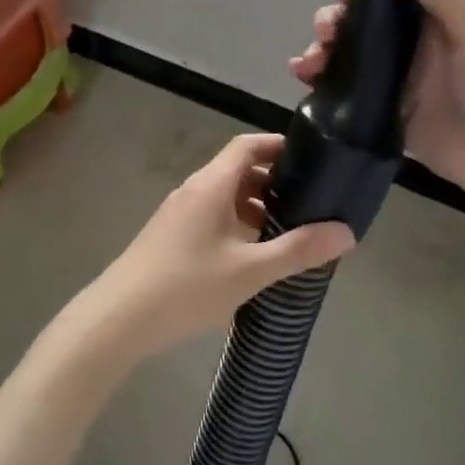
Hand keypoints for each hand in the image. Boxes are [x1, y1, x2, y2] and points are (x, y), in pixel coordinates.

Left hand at [75, 134, 354, 359]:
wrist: (118, 319)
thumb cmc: (187, 286)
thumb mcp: (250, 271)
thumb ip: (298, 250)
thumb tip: (346, 232)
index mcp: (211, 184)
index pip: (248, 145)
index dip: (279, 146)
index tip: (312, 160)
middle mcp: (193, 189)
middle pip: (237, 170)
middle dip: (274, 182)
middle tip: (309, 203)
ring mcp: (177, 213)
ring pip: (224, 196)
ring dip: (255, 207)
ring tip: (287, 232)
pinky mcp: (169, 236)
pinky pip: (210, 216)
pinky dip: (236, 224)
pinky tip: (251, 256)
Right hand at [289, 0, 464, 211]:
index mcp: (434, 16)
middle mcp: (411, 44)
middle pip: (358, 23)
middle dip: (332, 22)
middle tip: (324, 37)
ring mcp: (395, 81)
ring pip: (346, 56)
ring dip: (320, 51)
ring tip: (305, 65)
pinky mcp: (383, 114)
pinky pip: (345, 92)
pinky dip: (320, 83)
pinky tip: (303, 80)